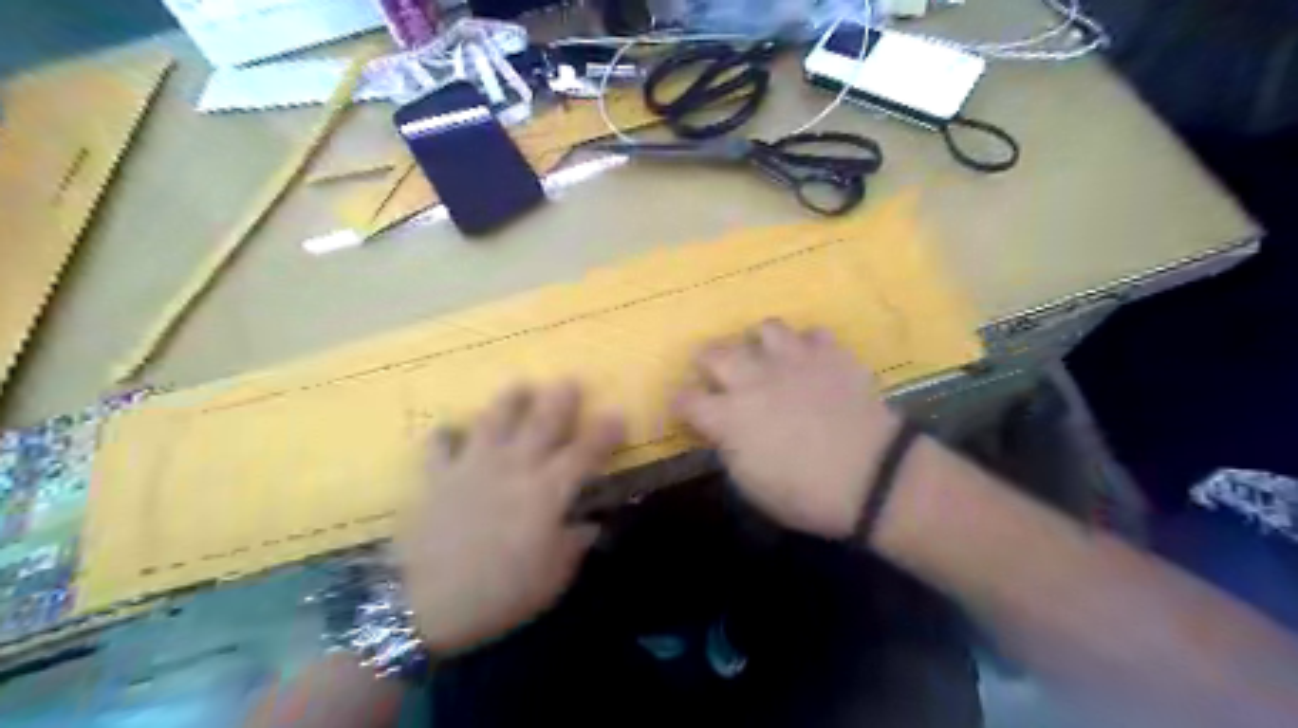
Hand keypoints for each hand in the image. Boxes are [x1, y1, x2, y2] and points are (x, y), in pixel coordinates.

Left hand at [399, 382, 624, 654]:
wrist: (426, 605)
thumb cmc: (500, 593)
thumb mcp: (552, 578)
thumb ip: (573, 544)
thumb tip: (588, 524)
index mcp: (547, 492)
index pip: (585, 453)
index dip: (605, 432)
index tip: (618, 416)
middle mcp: (513, 467)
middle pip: (541, 422)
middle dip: (559, 399)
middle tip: (569, 381)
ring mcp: (472, 467)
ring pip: (494, 420)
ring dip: (509, 401)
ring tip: (520, 386)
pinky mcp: (437, 478)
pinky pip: (439, 446)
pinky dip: (445, 436)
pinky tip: (450, 431)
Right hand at [676, 319, 899, 538]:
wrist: (873, 477)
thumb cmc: (806, 494)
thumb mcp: (751, 485)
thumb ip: (729, 450)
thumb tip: (722, 432)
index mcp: (728, 416)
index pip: (686, 399)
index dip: (681, 404)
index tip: (687, 411)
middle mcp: (752, 379)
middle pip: (714, 352)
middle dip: (708, 363)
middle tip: (718, 376)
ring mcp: (792, 360)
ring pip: (764, 329)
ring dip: (759, 344)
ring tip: (767, 359)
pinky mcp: (829, 353)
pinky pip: (812, 334)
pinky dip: (808, 346)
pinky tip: (812, 363)